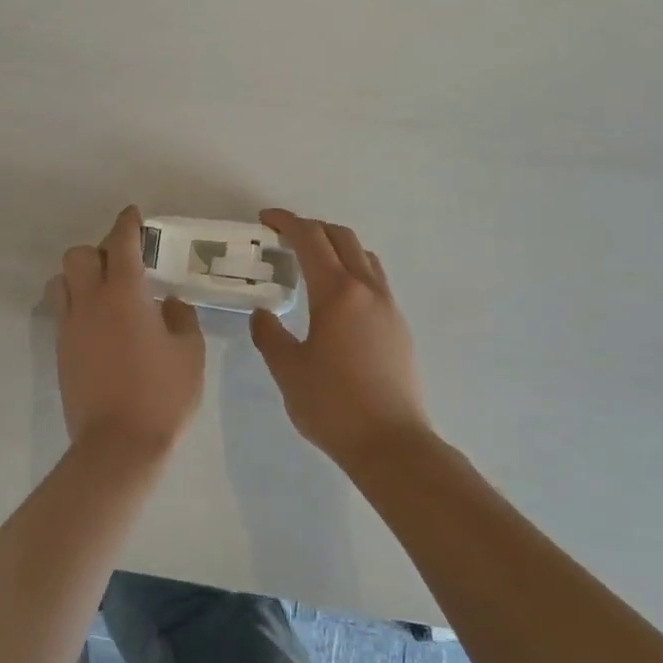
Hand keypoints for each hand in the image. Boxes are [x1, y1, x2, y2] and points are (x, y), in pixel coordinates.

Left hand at [46, 206, 205, 457]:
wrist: (118, 444)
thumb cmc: (162, 395)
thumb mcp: (190, 353)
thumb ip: (180, 318)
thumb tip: (168, 303)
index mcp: (125, 295)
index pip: (121, 244)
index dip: (126, 224)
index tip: (132, 215)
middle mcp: (90, 302)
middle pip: (79, 255)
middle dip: (99, 249)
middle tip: (123, 262)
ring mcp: (70, 327)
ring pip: (61, 281)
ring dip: (79, 275)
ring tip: (103, 290)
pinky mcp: (60, 350)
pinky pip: (62, 311)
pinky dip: (76, 303)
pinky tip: (98, 321)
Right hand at [251, 209, 432, 465]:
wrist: (390, 443)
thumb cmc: (332, 404)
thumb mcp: (287, 369)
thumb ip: (269, 335)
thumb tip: (263, 314)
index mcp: (337, 292)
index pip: (310, 240)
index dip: (286, 223)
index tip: (265, 219)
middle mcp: (367, 290)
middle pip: (342, 238)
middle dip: (312, 229)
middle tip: (284, 238)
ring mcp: (389, 307)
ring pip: (364, 257)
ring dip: (336, 248)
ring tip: (311, 264)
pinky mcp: (399, 327)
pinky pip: (374, 281)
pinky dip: (352, 271)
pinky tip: (335, 299)